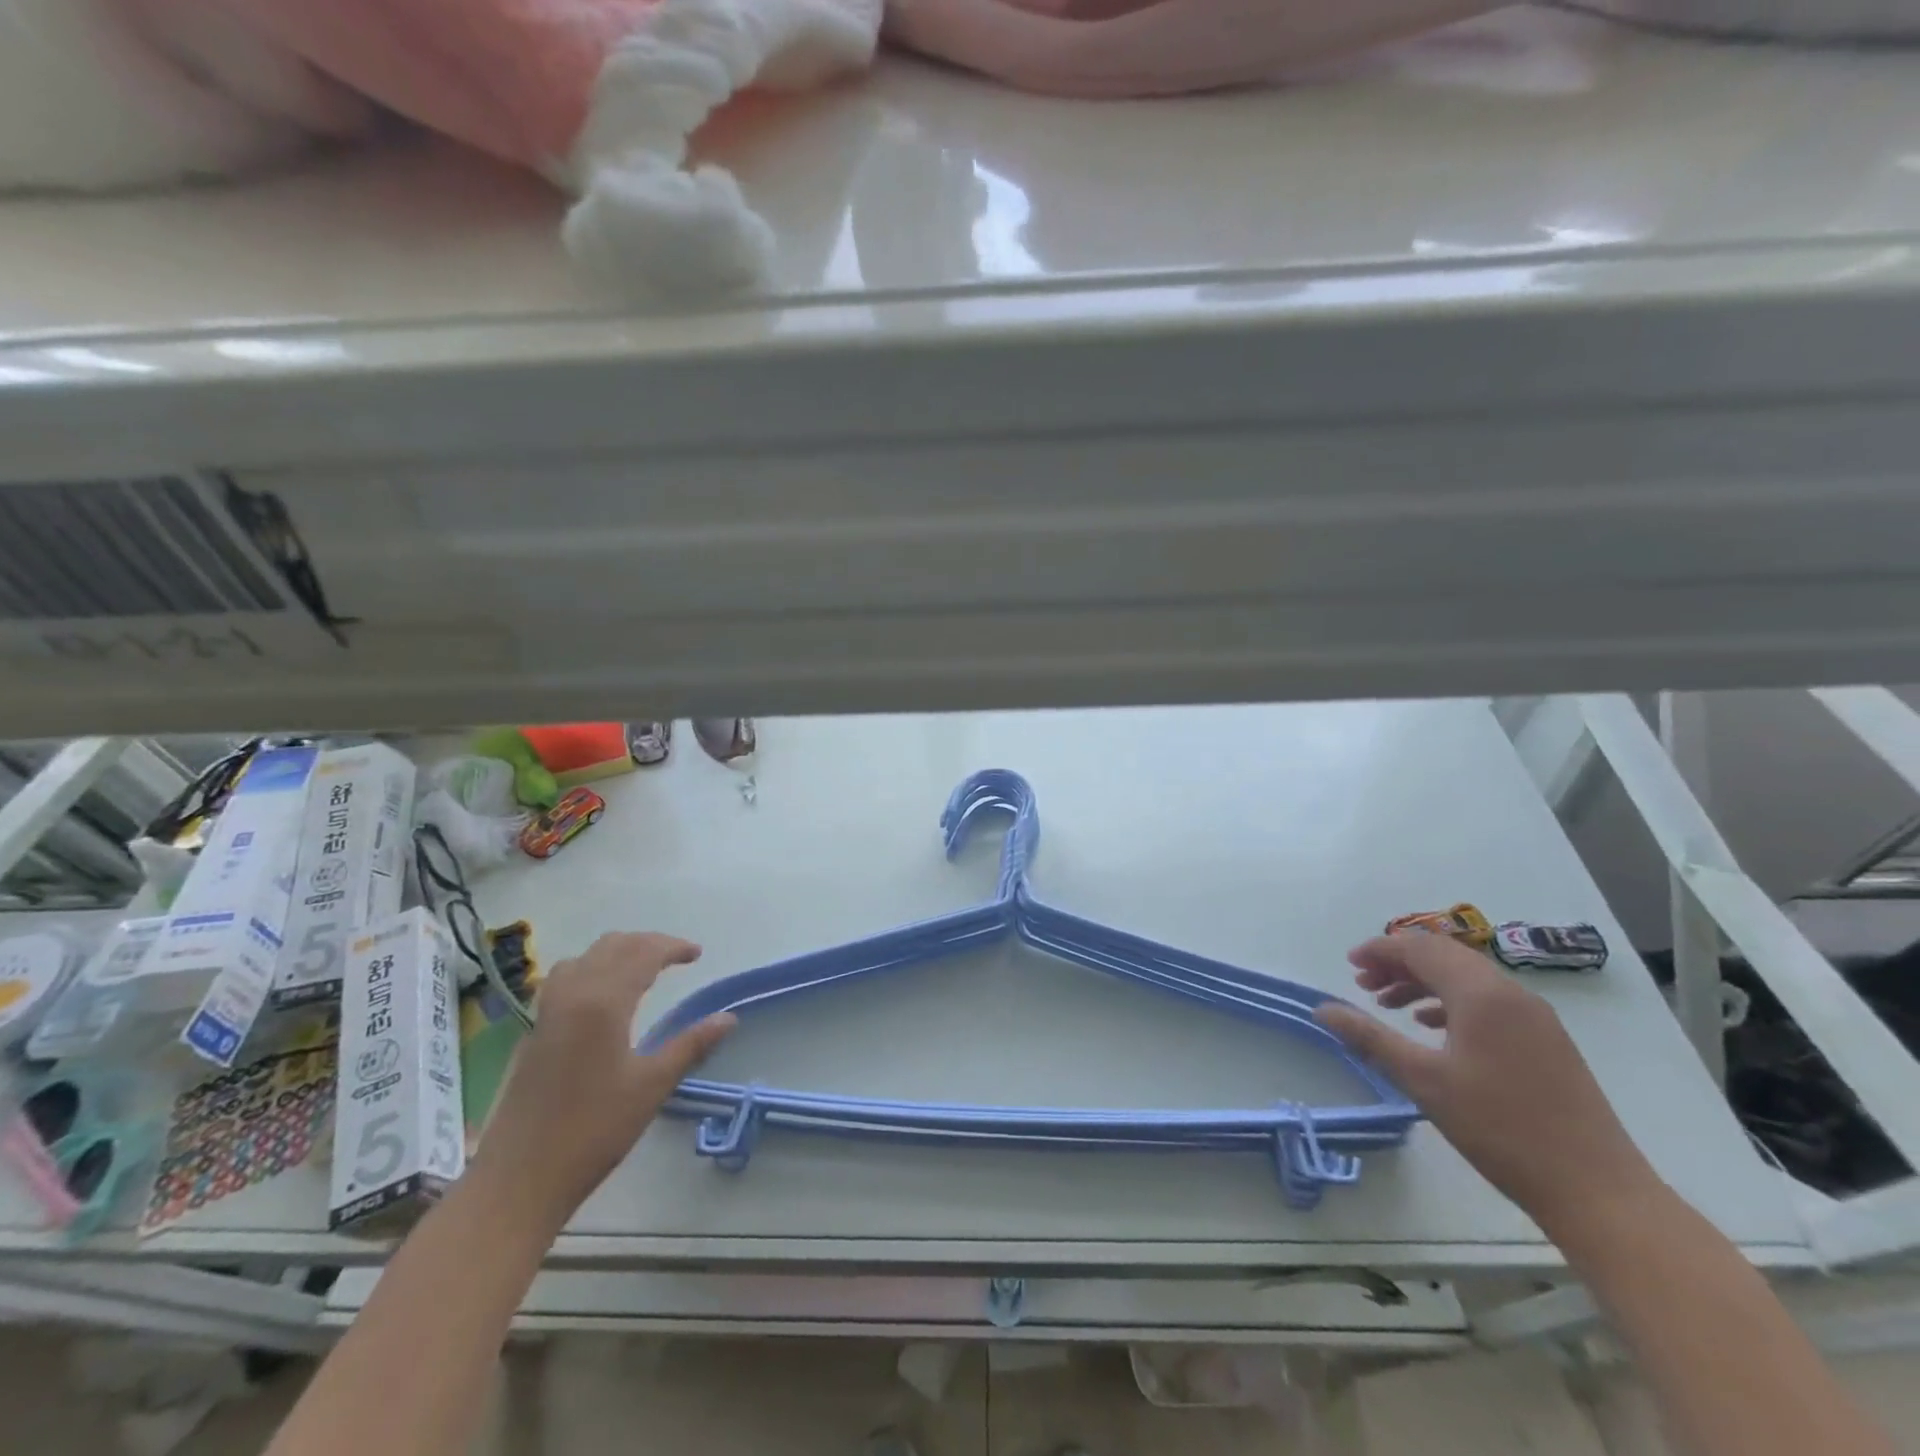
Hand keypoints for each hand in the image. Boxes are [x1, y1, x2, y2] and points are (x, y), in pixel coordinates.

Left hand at [469, 932, 734, 1230]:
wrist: (517, 1180)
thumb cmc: (592, 1131)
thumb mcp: (652, 1087)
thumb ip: (691, 1045)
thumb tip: (728, 1018)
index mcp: (603, 1003)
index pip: (642, 954)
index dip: (672, 947)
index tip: (697, 954)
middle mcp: (572, 996)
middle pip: (612, 947)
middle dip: (647, 944)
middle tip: (676, 958)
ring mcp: (546, 1013)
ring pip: (584, 958)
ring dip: (616, 953)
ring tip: (641, 969)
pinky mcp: (533, 1032)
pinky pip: (564, 979)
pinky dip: (591, 969)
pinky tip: (601, 995)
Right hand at [1315, 933, 1661, 1234]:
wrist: (1598, 1192)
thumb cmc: (1500, 1129)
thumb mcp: (1423, 1081)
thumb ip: (1370, 1038)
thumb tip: (1322, 1009)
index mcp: (1481, 994)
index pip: (1421, 949)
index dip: (1381, 950)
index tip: (1349, 964)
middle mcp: (1512, 993)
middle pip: (1446, 956)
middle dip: (1400, 963)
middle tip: (1363, 983)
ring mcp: (1536, 1017)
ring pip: (1468, 978)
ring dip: (1425, 982)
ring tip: (1390, 1005)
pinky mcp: (1548, 1041)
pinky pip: (1490, 1001)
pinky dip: (1453, 1002)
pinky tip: (1433, 1028)